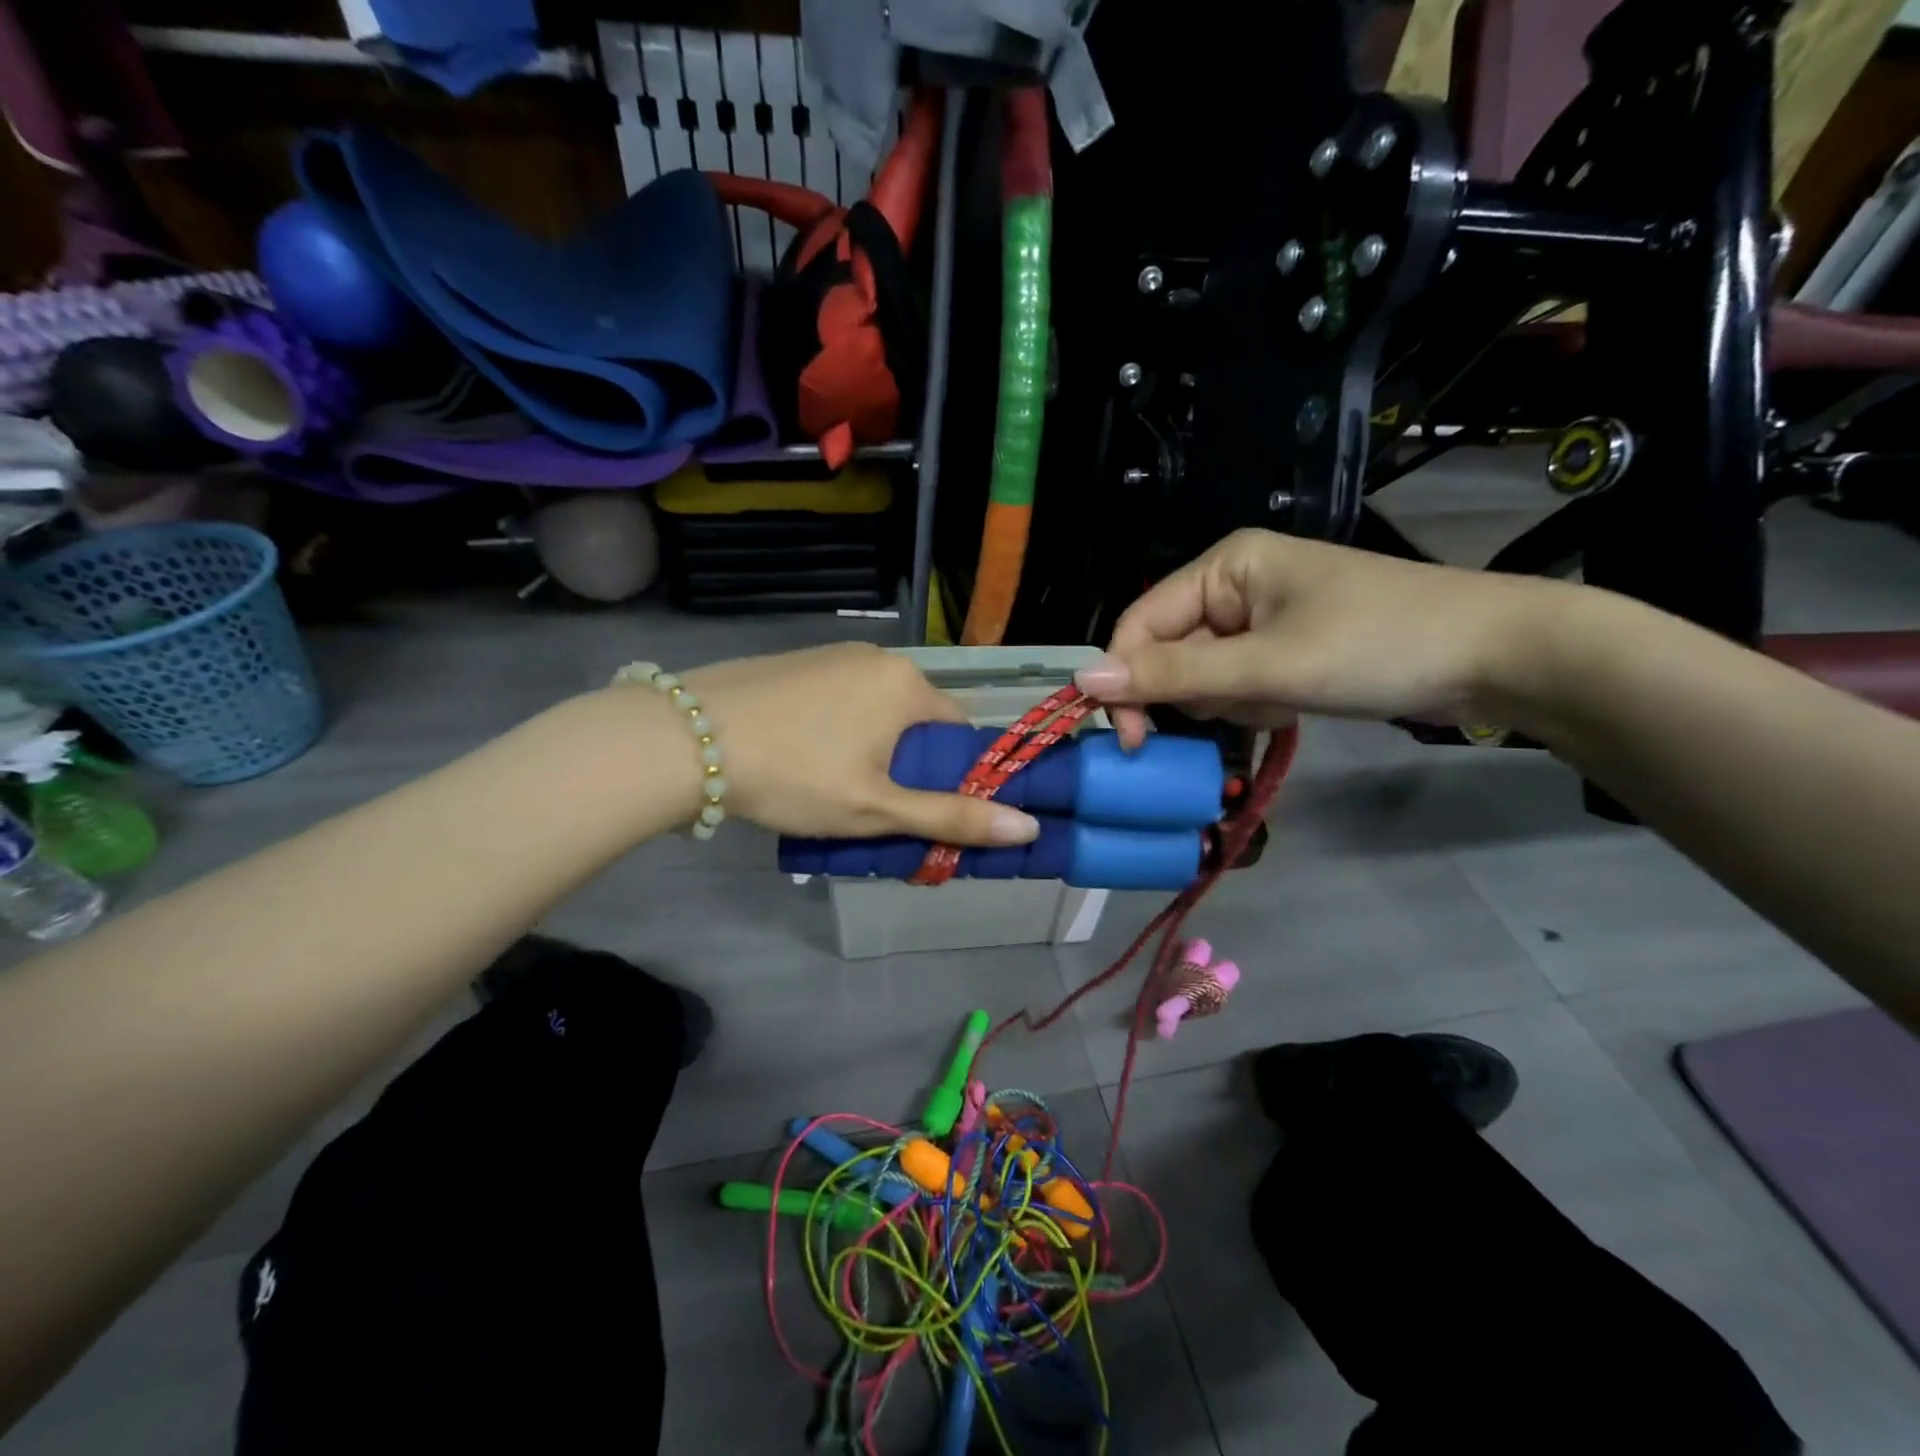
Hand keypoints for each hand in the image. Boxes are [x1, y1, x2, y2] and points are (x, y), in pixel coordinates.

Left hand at [682, 644, 1040, 844]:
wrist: (684, 739)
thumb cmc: (794, 775)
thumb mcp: (877, 809)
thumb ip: (952, 818)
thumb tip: (1030, 827)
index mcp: (908, 685)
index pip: (958, 732)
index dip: (947, 775)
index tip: (918, 808)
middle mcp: (878, 657)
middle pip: (916, 719)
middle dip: (905, 762)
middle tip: (870, 806)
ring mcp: (833, 653)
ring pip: (876, 709)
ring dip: (870, 746)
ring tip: (831, 786)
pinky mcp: (797, 661)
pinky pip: (840, 698)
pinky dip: (836, 728)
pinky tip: (801, 755)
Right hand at [1076, 529, 1559, 747]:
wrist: (1497, 657)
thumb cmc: (1377, 645)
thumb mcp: (1266, 666)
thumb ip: (1173, 674)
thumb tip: (1082, 680)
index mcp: (1224, 565)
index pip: (1139, 624)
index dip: (1127, 681)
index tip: (1133, 743)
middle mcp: (1233, 583)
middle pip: (1169, 650)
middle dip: (1196, 693)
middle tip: (1241, 709)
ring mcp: (1261, 616)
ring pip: (1202, 674)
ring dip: (1229, 702)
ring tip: (1280, 702)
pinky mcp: (1284, 645)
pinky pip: (1237, 682)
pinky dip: (1254, 703)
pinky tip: (1294, 704)